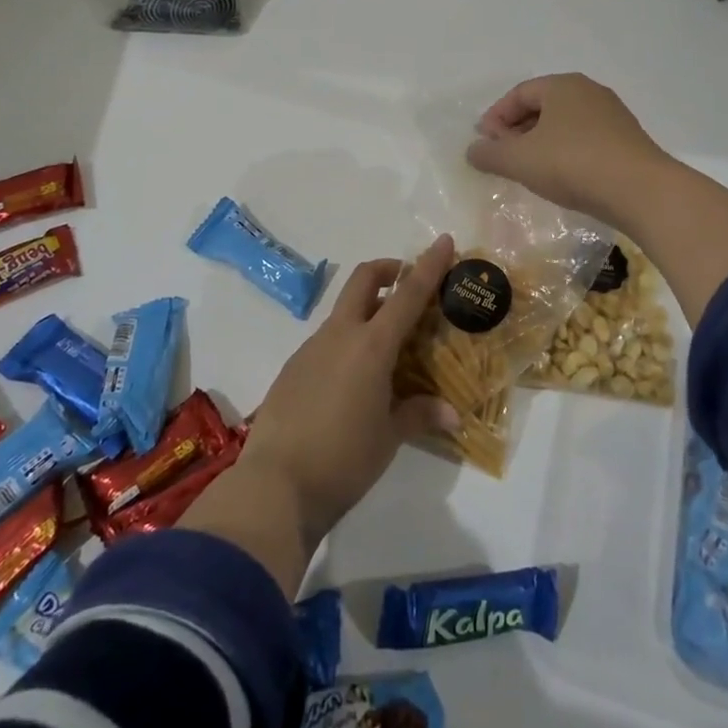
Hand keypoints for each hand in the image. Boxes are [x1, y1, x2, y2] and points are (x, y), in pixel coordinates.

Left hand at [185, 235, 457, 592]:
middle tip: (408, 283)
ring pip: (343, 311)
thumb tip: (453, 415)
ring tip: (387, 347)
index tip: (444, 241)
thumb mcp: (389, 439)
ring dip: (367, 311)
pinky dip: (347, 342)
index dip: (429, 265)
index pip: (407, 294)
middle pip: (363, 280)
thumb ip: (419, 415)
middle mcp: (339, 335)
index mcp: (370, 346)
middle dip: (388, 269)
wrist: (275, 486)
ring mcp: (310, 348)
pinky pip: (326, 340)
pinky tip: (353, 380)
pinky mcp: (292, 368)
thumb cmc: (343, 459)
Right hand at [465, 73, 673, 224]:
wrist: (641, 191)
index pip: (518, 93)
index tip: (483, 144)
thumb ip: (490, 154)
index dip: (495, 117)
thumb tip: (473, 150)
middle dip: (516, 130)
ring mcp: (612, 116)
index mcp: (562, 85)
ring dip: (541, 144)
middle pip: (542, 106)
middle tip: (503, 157)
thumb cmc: (572, 164)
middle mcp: (589, 92)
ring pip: (564, 124)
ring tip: (529, 171)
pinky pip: (585, 140)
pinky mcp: (627, 141)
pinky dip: (565, 153)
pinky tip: (561, 178)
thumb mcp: (519, 160)